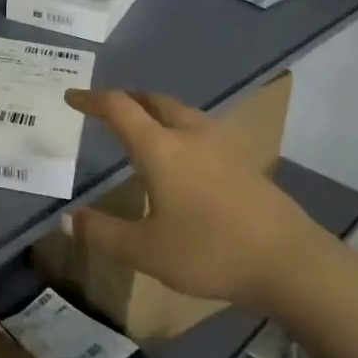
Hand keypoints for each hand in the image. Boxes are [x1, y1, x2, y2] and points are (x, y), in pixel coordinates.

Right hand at [62, 89, 329, 307]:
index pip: (118, 108)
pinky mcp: (245, 161)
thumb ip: (103, 233)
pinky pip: (203, 130)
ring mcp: (222, 145)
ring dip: (157, 111)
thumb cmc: (209, 251)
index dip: (92, 99)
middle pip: (154, 101)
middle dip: (127, 99)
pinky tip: (185, 157)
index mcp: (160, 148)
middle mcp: (190, 135)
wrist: (289, 261)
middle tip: (109, 110)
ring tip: (145, 128)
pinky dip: (181, 129)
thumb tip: (68, 219)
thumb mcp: (146, 251)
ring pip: (182, 112)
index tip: (72, 97)